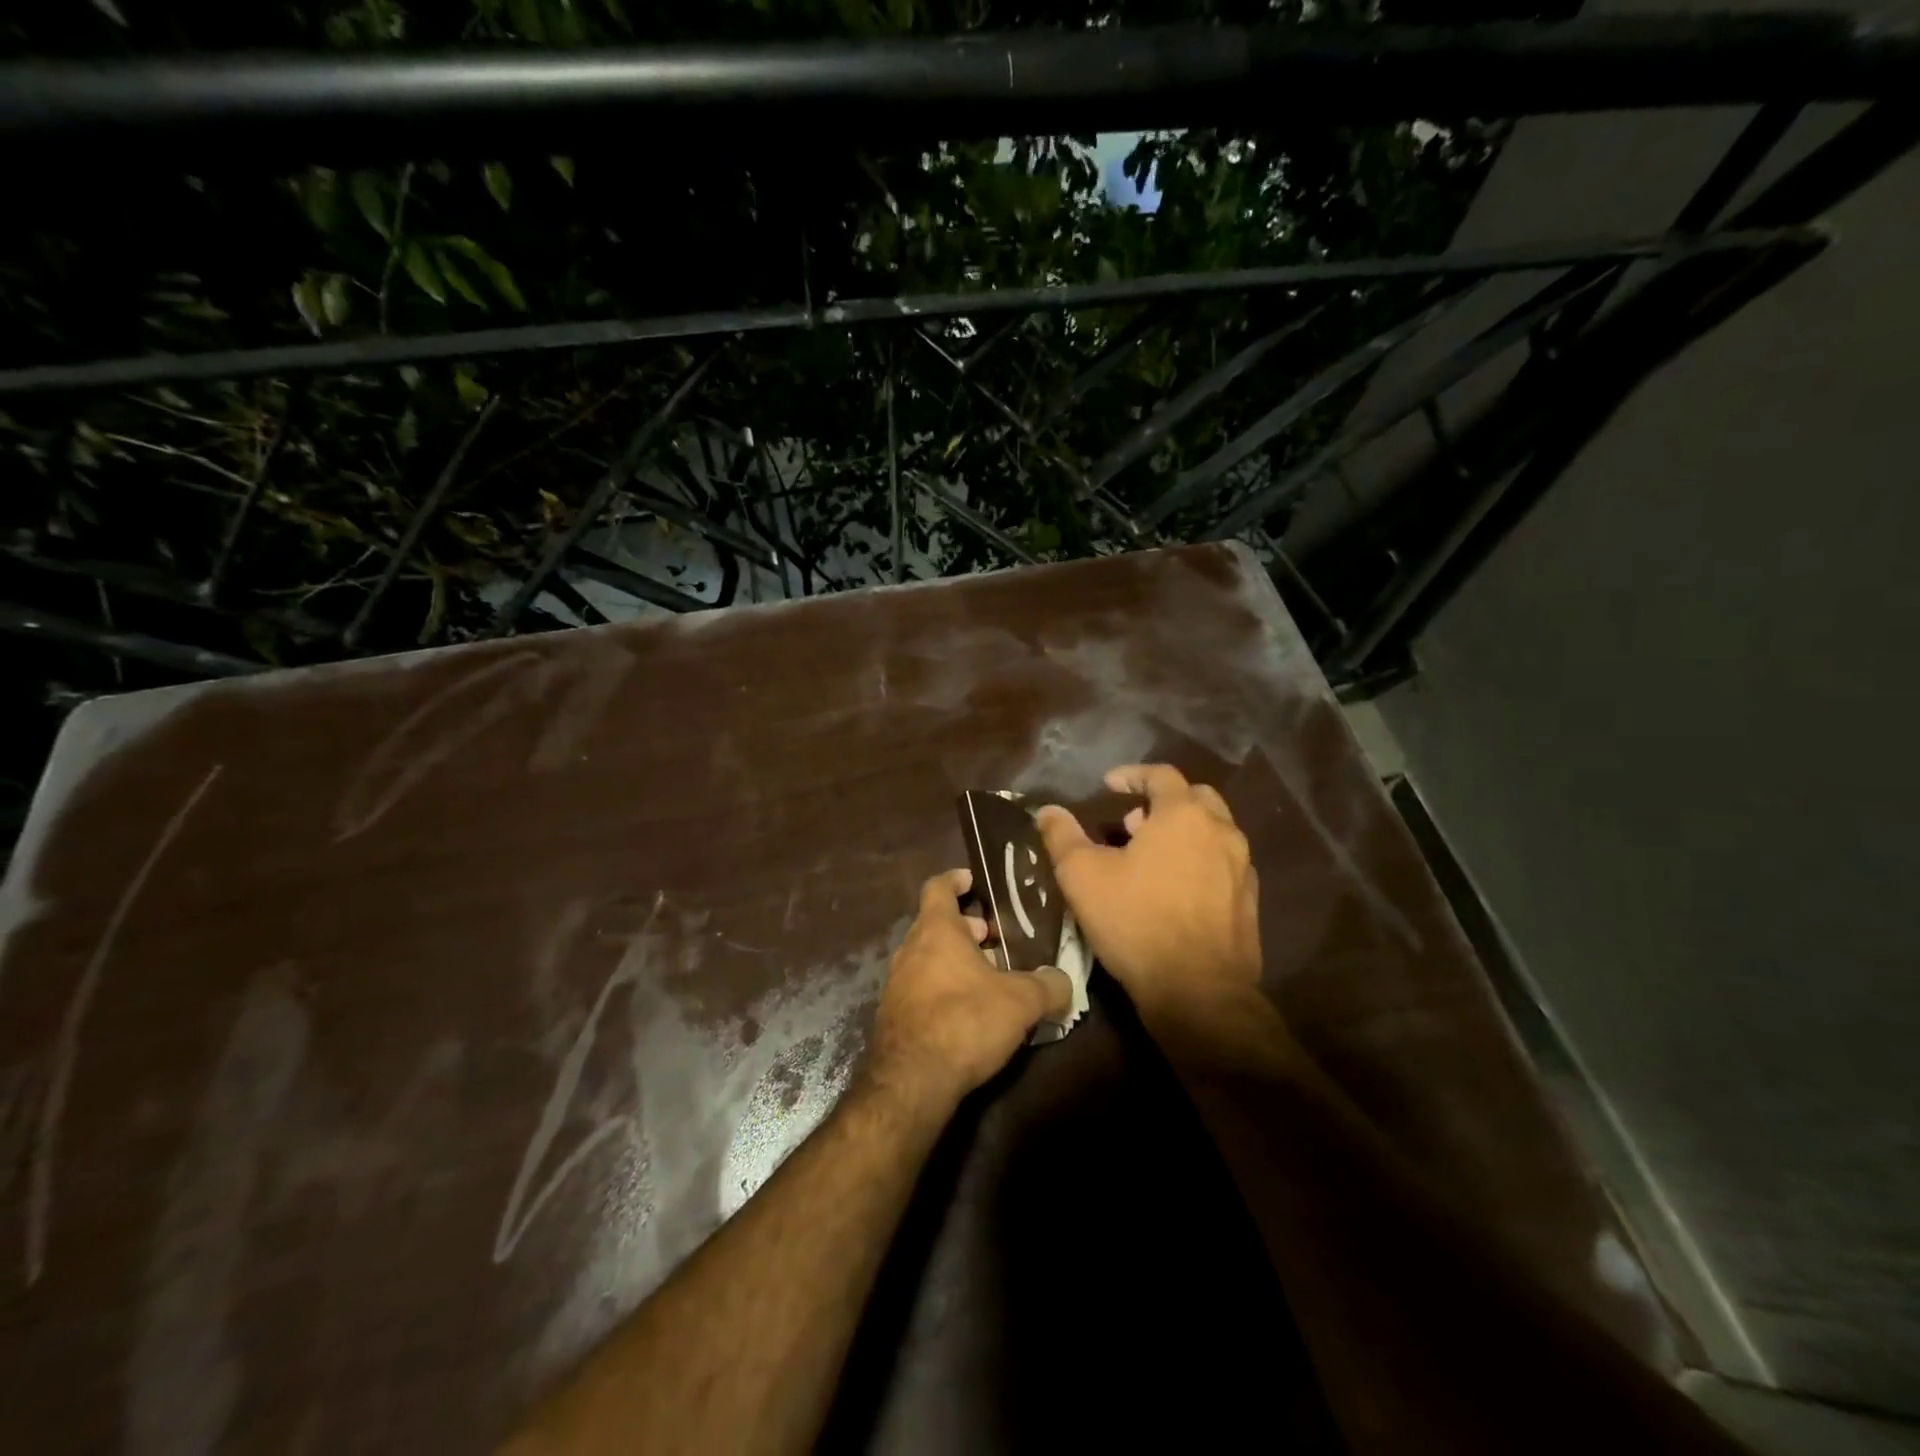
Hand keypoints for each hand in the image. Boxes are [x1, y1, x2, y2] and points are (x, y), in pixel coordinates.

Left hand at [864, 869, 1072, 1112]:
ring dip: (955, 961)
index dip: (955, 880)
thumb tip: (1063, 980)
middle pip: (935, 925)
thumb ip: (1047, 986)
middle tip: (994, 939)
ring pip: (928, 958)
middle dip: (965, 929)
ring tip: (989, 978)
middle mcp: (910, 949)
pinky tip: (968, 1012)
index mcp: (936, 930)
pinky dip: (943, 989)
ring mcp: (897, 984)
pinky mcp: (894, 1016)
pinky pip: (921, 989)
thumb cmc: (966, 1021)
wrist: (912, 1080)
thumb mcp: (1021, 1001)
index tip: (973, 881)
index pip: (938, 888)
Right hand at [1037, 764, 1260, 1018]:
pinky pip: (1223, 864)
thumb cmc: (1136, 921)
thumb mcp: (1083, 876)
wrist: (1198, 991)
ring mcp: (1241, 867)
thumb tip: (1047, 811)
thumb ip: (1062, 836)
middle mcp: (1221, 831)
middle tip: (1132, 822)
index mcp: (1183, 815)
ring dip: (1182, 833)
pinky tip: (1175, 890)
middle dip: (1162, 802)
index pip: (1161, 774)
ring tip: (1149, 858)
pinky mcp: (1249, 901)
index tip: (1108, 785)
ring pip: (1213, 832)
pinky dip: (1199, 861)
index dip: (1132, 775)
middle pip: (1195, 798)